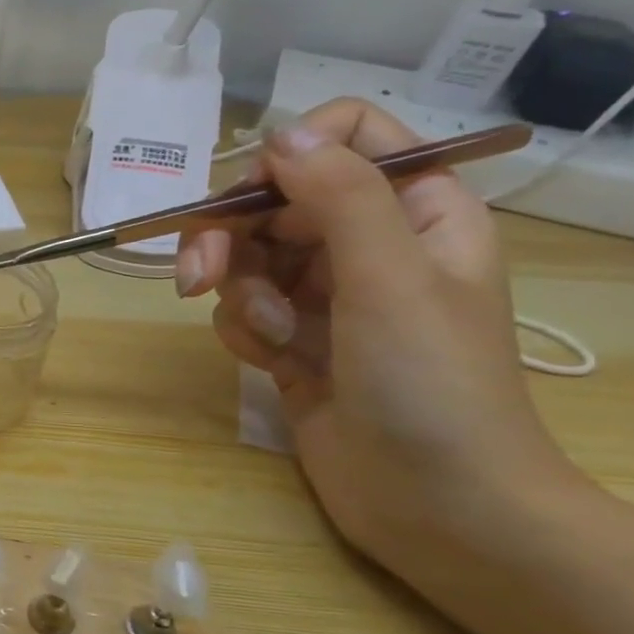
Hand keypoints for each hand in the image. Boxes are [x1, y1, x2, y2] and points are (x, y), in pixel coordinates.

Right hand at [174, 99, 574, 563]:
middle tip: (199, 279)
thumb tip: (279, 132)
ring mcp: (325, 293)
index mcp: (416, 210)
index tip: (253, 199)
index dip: (290, 156)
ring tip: (269, 339)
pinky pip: (240, 308)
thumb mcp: (390, 277)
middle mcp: (367, 242)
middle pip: (272, 201)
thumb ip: (339, 195)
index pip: (347, 137)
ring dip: (239, 296)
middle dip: (230, 238)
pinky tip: (272, 364)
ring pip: (246, 257)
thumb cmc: (431, 383)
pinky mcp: (290, 336)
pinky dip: (243, 332)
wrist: (434, 501)